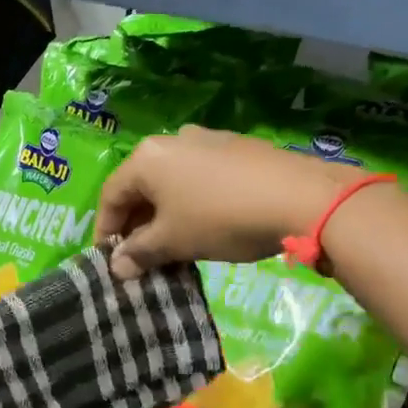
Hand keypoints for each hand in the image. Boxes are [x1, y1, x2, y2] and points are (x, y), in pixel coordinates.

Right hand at [96, 127, 354, 279]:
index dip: (105, 230)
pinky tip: (205, 225)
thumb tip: (117, 267)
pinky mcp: (236, 148)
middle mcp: (172, 140)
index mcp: (147, 158)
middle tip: (140, 257)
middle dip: (137, 224)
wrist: (302, 198)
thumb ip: (139, 252)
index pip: (110, 195)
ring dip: (164, 215)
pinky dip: (191, 202)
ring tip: (173, 245)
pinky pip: (199, 177)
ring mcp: (207, 140)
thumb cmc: (221, 218)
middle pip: (140, 186)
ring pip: (171, 182)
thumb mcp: (174, 241)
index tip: (109, 260)